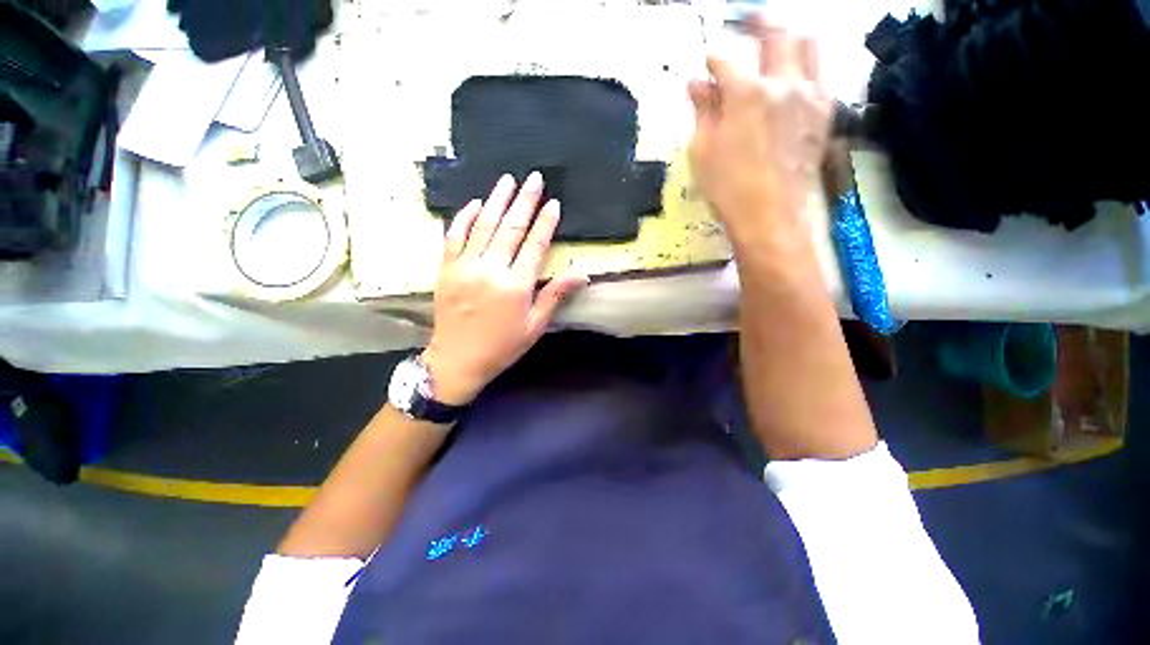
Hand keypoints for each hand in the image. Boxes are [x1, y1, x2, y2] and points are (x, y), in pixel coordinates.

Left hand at [421, 173, 587, 405]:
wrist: (457, 360)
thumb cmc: (502, 346)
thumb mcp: (535, 326)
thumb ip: (555, 295)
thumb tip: (582, 273)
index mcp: (516, 285)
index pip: (535, 244)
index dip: (546, 222)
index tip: (553, 203)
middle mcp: (491, 269)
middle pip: (510, 228)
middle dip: (524, 201)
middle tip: (534, 178)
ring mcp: (465, 266)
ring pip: (483, 225)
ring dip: (496, 200)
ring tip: (508, 179)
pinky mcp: (447, 269)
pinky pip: (454, 236)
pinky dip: (464, 217)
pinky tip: (474, 203)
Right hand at [688, 18, 831, 248]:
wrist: (772, 215)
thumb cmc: (729, 188)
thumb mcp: (703, 152)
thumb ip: (702, 112)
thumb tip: (696, 84)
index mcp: (746, 94)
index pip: (726, 62)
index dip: (713, 60)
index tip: (706, 65)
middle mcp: (783, 84)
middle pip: (777, 34)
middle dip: (759, 22)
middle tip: (747, 20)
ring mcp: (809, 96)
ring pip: (809, 44)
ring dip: (791, 36)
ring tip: (777, 42)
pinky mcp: (825, 113)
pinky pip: (821, 74)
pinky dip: (807, 65)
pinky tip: (795, 76)